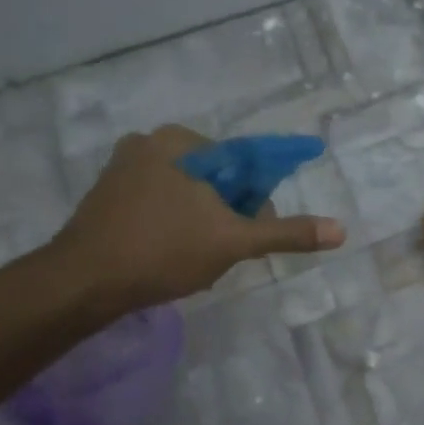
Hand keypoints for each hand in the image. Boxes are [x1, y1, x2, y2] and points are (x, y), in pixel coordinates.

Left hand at [51, 125, 345, 313]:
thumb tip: (341, 230)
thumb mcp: (234, 241)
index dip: (257, 199)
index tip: (251, 231)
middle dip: (228, 213)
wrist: (82, 283)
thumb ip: (286, 232)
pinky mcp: (106, 196)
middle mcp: (149, 143)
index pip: (243, 163)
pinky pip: (160, 203)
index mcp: (180, 141)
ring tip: (197, 257)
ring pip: (188, 193)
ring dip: (203, 222)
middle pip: (215, 177)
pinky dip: (174, 224)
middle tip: (225, 249)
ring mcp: (122, 169)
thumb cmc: (163, 250)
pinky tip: (171, 255)